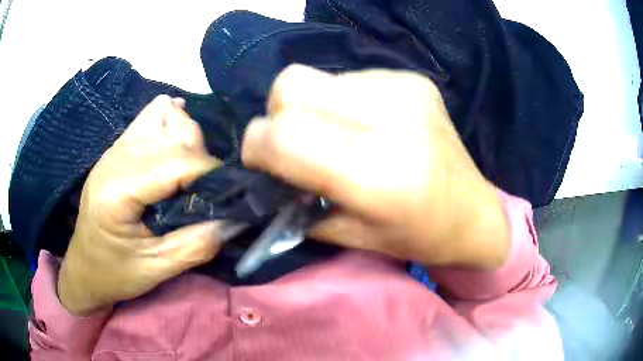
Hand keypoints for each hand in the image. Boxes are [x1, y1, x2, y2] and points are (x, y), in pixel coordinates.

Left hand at [58, 95, 224, 315]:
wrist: (84, 267)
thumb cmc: (115, 273)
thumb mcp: (157, 269)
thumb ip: (198, 244)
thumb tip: (236, 218)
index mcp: (118, 191)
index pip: (177, 160)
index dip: (211, 173)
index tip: (229, 195)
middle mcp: (115, 158)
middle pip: (175, 132)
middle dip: (201, 157)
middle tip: (205, 192)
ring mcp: (115, 148)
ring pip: (166, 116)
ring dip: (187, 139)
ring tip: (188, 173)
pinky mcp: (117, 147)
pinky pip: (152, 116)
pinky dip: (171, 123)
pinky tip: (174, 146)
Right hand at [242, 65, 509, 268]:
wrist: (472, 212)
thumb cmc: (416, 235)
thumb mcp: (350, 235)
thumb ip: (297, 202)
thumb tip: (267, 167)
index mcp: (374, 173)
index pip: (282, 135)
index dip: (256, 145)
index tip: (261, 160)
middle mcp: (390, 119)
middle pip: (291, 85)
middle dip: (277, 116)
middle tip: (295, 144)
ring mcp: (405, 90)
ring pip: (317, 78)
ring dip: (312, 108)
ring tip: (339, 136)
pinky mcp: (413, 80)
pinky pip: (350, 79)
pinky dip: (343, 101)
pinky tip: (369, 124)